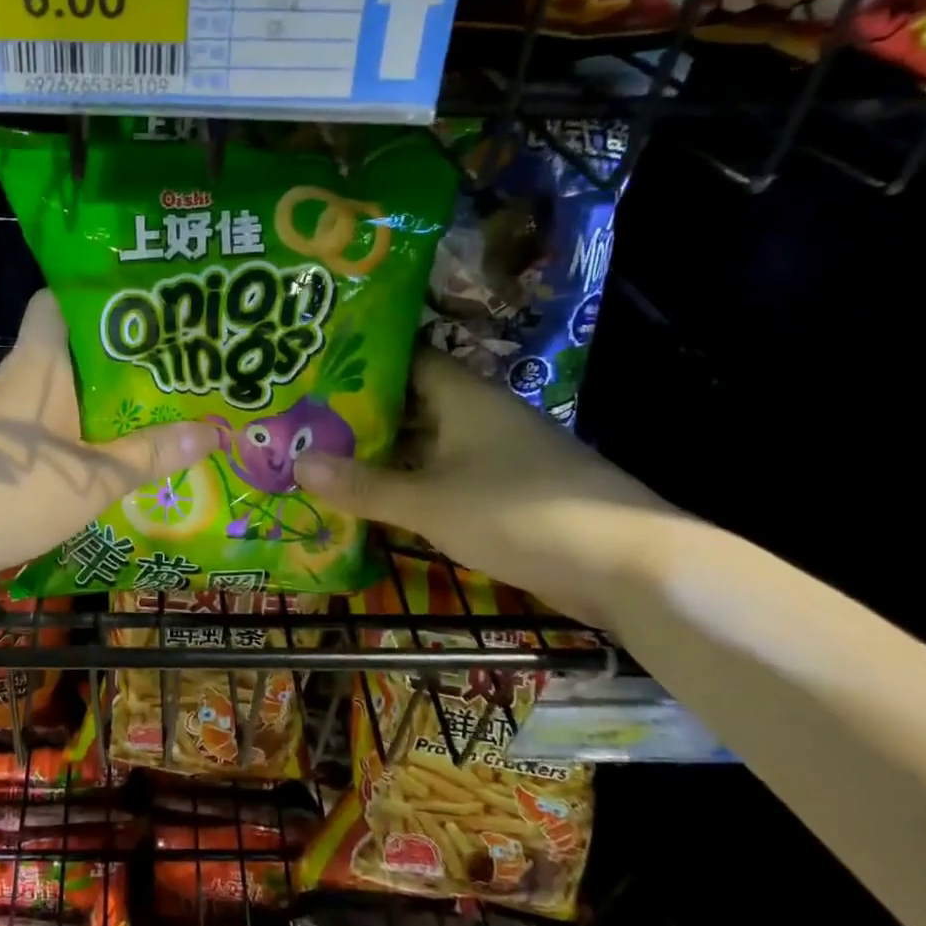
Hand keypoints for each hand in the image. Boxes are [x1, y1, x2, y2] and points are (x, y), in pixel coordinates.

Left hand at [0, 291, 214, 586]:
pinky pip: (35, 428)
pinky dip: (65, 435)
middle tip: (164, 368)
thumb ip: (150, 455)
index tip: (138, 307)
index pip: (54, 302)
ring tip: (142, 412)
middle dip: (111, 358)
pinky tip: (93, 460)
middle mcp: (13, 381)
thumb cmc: (13, 491)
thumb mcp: (93, 478)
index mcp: (38, 365)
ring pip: (51, 393)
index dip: (91, 296)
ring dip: (90, 402)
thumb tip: (214, 431)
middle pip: (63, 351)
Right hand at [294, 350, 677, 626]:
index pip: (407, 359)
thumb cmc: (521, 513)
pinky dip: (413, 486)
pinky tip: (378, 501)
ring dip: (386, 454)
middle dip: (363, 414)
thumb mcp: (431, 501)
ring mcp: (498, 457)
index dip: (363, 362)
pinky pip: (447, 479)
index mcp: (466, 398)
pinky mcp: (510, 494)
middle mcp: (482, 417)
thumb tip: (298, 464)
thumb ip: (365, 486)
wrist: (627, 566)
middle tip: (306, 422)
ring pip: (429, 445)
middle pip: (413, 404)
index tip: (315, 371)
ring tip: (327, 458)